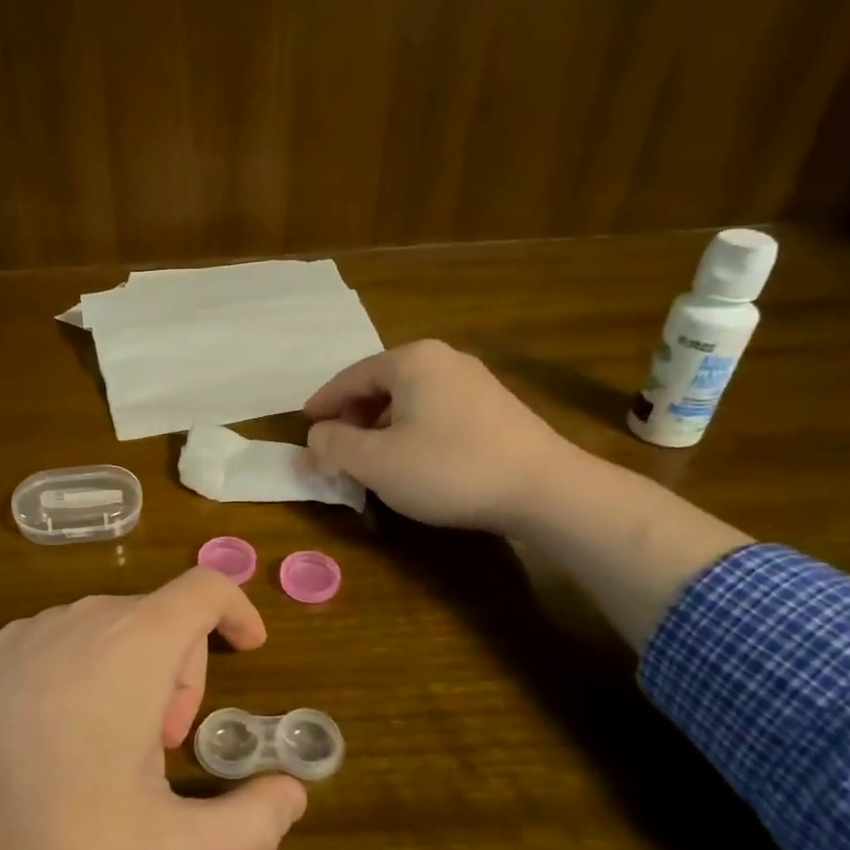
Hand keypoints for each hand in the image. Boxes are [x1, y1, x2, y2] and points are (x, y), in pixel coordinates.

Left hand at [0, 569, 307, 849]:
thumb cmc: (53, 832)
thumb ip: (248, 826)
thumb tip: (293, 794)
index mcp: (137, 643)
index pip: (207, 586)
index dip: (239, 610)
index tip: (250, 652)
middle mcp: (88, 615)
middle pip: (163, 617)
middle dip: (184, 674)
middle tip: (164, 747)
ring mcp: (35, 626)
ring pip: (116, 628)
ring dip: (137, 675)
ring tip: (112, 749)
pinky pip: (68, 640)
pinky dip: (90, 671)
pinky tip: (59, 737)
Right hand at [305, 339, 574, 532]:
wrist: (545, 489)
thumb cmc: (449, 468)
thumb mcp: (376, 462)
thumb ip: (334, 444)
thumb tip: (316, 435)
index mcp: (412, 360)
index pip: (351, 377)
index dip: (323, 403)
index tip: (304, 425)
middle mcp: (444, 359)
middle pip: (381, 384)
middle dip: (352, 415)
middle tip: (336, 446)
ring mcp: (475, 381)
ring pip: (409, 399)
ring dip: (381, 425)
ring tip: (371, 457)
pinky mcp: (497, 407)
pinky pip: (436, 410)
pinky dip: (411, 430)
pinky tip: (413, 459)